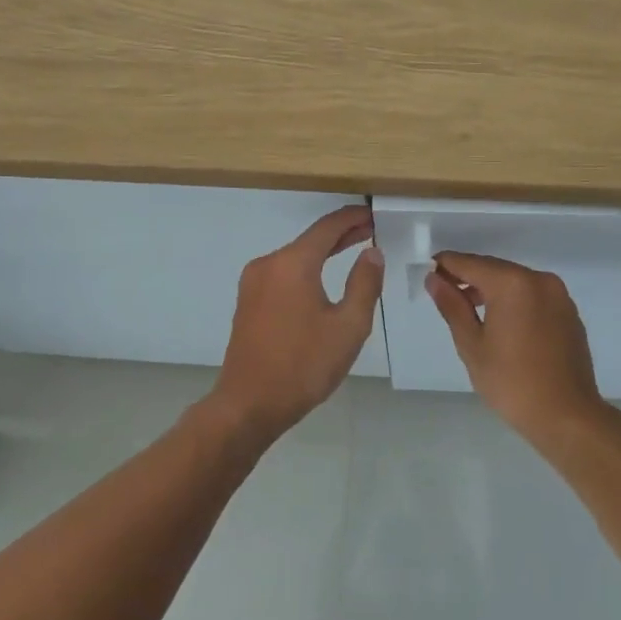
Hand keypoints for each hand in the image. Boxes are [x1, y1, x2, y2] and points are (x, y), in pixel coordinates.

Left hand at [207, 205, 384, 440]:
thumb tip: (372, 253)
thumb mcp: (348, 326)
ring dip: (322, 252)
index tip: (373, 215)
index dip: (352, 218)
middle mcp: (268, 264)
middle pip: (309, 240)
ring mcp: (253, 282)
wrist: (249, 404)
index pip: (327, 227)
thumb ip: (364, 284)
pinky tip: (321, 279)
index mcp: (292, 263)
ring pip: (294, 257)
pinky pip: (282, 273)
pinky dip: (305, 269)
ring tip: (352, 251)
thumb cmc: (304, 365)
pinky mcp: (247, 301)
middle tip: (370, 231)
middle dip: (340, 234)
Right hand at [426, 252, 610, 438]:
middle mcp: (539, 279)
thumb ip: (452, 306)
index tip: (428, 275)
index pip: (470, 263)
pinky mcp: (568, 312)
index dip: (446, 266)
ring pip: (515, 281)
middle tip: (445, 294)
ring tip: (469, 310)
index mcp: (512, 283)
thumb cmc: (511, 382)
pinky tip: (502, 323)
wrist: (567, 417)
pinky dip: (513, 300)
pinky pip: (533, 295)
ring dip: (491, 288)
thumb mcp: (472, 344)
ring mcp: (558, 295)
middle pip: (494, 268)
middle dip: (468, 277)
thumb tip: (434, 279)